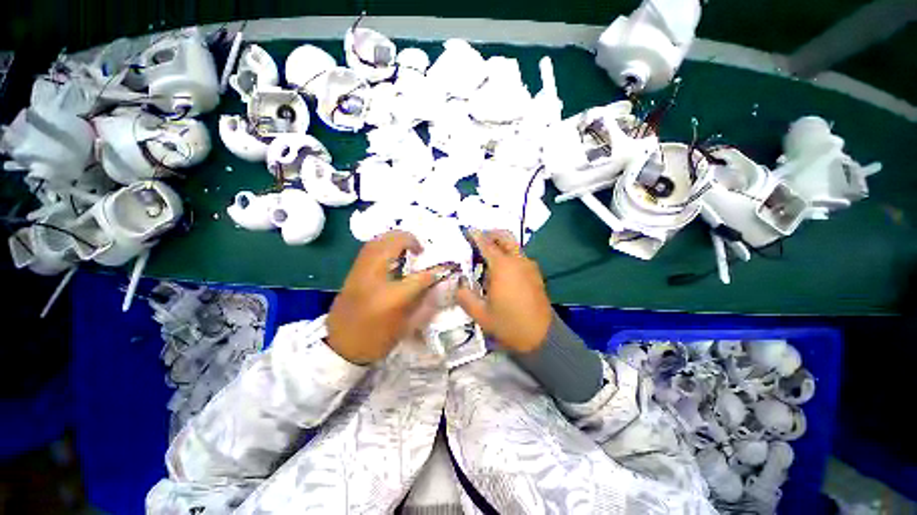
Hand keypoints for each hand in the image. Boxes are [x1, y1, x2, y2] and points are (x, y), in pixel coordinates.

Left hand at [328, 231, 452, 364]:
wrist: (339, 347)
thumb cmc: (376, 340)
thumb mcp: (406, 327)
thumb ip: (424, 304)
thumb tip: (436, 285)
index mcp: (391, 297)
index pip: (419, 277)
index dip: (433, 273)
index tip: (440, 271)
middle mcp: (374, 278)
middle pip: (392, 244)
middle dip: (409, 239)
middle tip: (420, 248)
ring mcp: (360, 272)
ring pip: (377, 242)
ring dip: (394, 238)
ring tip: (407, 245)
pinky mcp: (351, 273)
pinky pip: (368, 249)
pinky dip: (382, 244)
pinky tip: (391, 252)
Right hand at [456, 230, 551, 353]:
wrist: (541, 336)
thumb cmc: (509, 324)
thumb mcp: (480, 314)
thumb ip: (465, 296)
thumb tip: (459, 284)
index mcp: (503, 267)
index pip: (486, 244)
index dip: (476, 236)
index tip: (468, 230)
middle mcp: (518, 261)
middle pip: (505, 237)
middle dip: (491, 234)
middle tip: (479, 239)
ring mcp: (529, 266)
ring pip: (514, 246)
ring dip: (500, 245)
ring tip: (487, 258)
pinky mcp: (535, 274)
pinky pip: (520, 257)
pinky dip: (509, 255)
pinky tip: (501, 271)